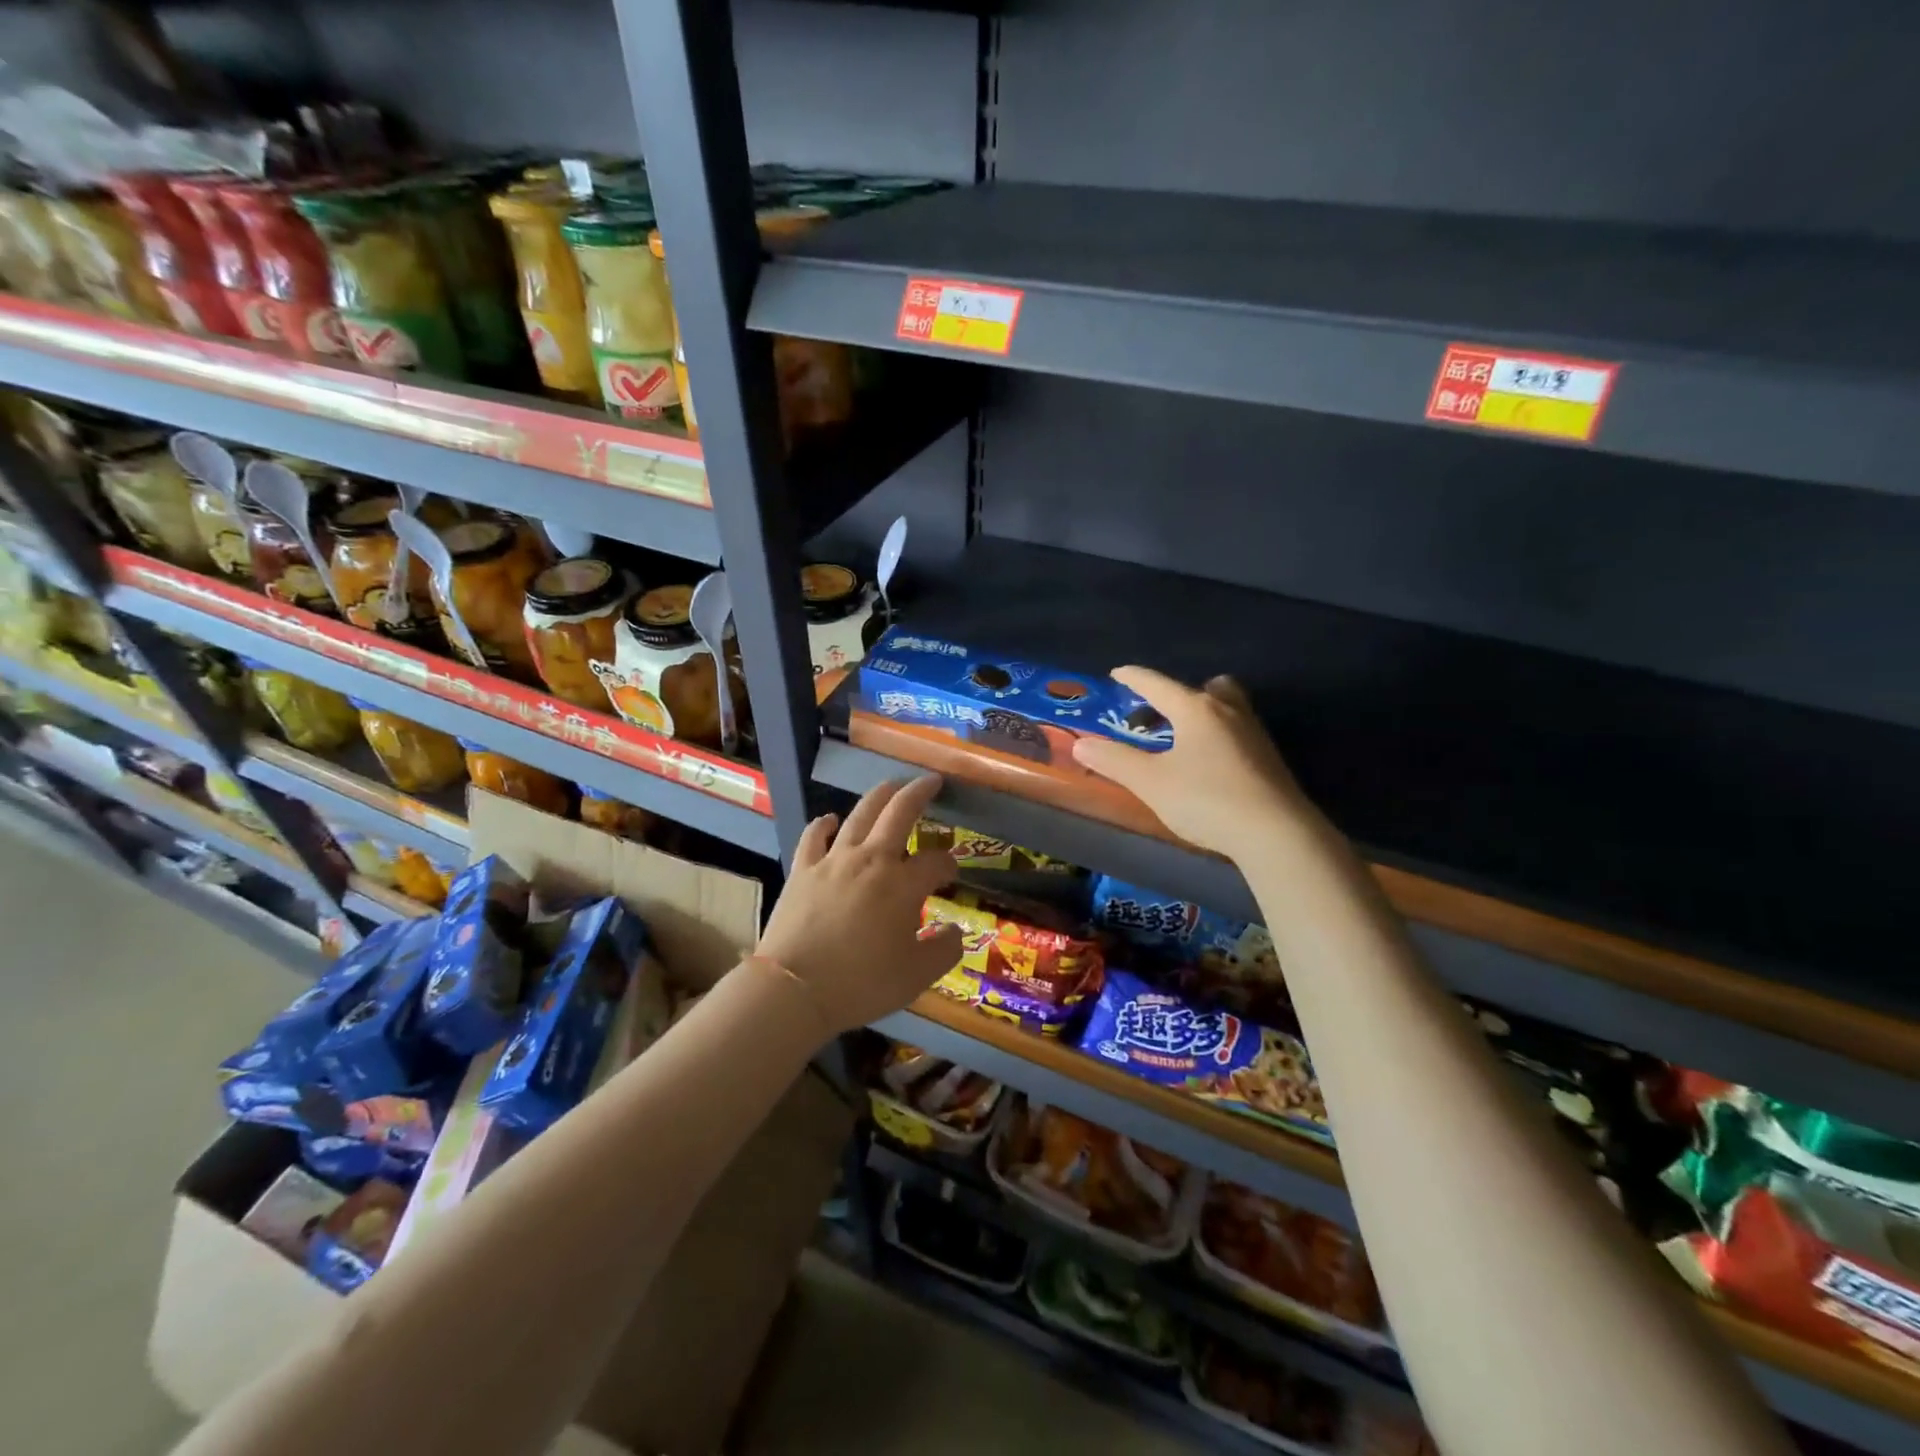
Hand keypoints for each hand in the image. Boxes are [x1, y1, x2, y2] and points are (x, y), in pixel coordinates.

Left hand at [754, 774, 963, 1034]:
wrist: (794, 988)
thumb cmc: (861, 983)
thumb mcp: (917, 975)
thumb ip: (944, 950)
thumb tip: (955, 930)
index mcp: (903, 884)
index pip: (936, 862)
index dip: (949, 865)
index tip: (951, 875)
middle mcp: (872, 860)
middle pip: (900, 813)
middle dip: (920, 792)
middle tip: (931, 781)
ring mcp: (834, 860)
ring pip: (860, 814)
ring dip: (879, 796)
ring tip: (891, 785)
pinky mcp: (803, 869)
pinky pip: (814, 835)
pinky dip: (825, 823)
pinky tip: (831, 819)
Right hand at [1072, 667, 1318, 862]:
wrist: (1276, 832)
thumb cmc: (1206, 799)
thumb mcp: (1151, 782)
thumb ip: (1116, 761)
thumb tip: (1082, 744)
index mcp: (1195, 709)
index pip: (1158, 684)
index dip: (1134, 678)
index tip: (1118, 674)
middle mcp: (1228, 712)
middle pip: (1206, 687)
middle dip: (1181, 693)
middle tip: (1161, 712)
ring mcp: (1254, 734)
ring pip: (1227, 708)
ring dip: (1204, 714)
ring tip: (1183, 739)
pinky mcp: (1269, 759)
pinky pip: (1238, 732)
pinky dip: (1219, 737)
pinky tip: (1210, 765)